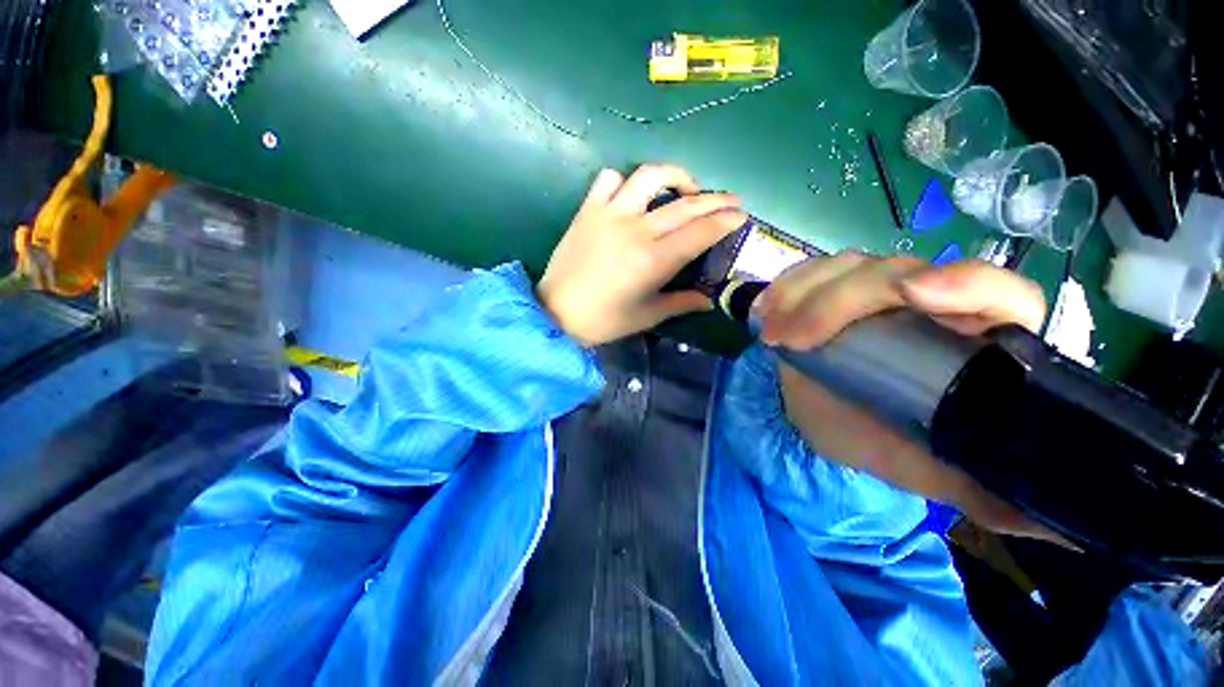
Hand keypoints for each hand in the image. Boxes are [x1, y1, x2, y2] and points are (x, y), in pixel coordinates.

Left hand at [538, 164, 746, 345]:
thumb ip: (680, 303)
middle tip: (731, 200)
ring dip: (675, 176)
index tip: (741, 216)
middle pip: (686, 204)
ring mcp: (610, 214)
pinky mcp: (588, 210)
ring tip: (686, 189)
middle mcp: (636, 230)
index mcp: (654, 260)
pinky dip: (625, 182)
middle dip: (716, 198)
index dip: (726, 221)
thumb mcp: (647, 316)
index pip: (701, 231)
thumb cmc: (604, 320)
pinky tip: (631, 197)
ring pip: (649, 176)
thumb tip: (709, 301)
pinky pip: (609, 179)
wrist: (556, 312)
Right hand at [758, 252, 1062, 542]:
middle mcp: (928, 302)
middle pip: (898, 272)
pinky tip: (764, 312)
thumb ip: (987, 493)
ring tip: (770, 332)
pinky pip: (807, 273)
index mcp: (972, 338)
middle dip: (840, 301)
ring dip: (801, 295)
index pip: (999, 292)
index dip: (967, 283)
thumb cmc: (879, 442)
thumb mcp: (930, 470)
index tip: (915, 296)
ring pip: (846, 266)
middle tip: (792, 340)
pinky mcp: (828, 288)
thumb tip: (1063, 529)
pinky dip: (782, 288)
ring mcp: (872, 289)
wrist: (823, 420)